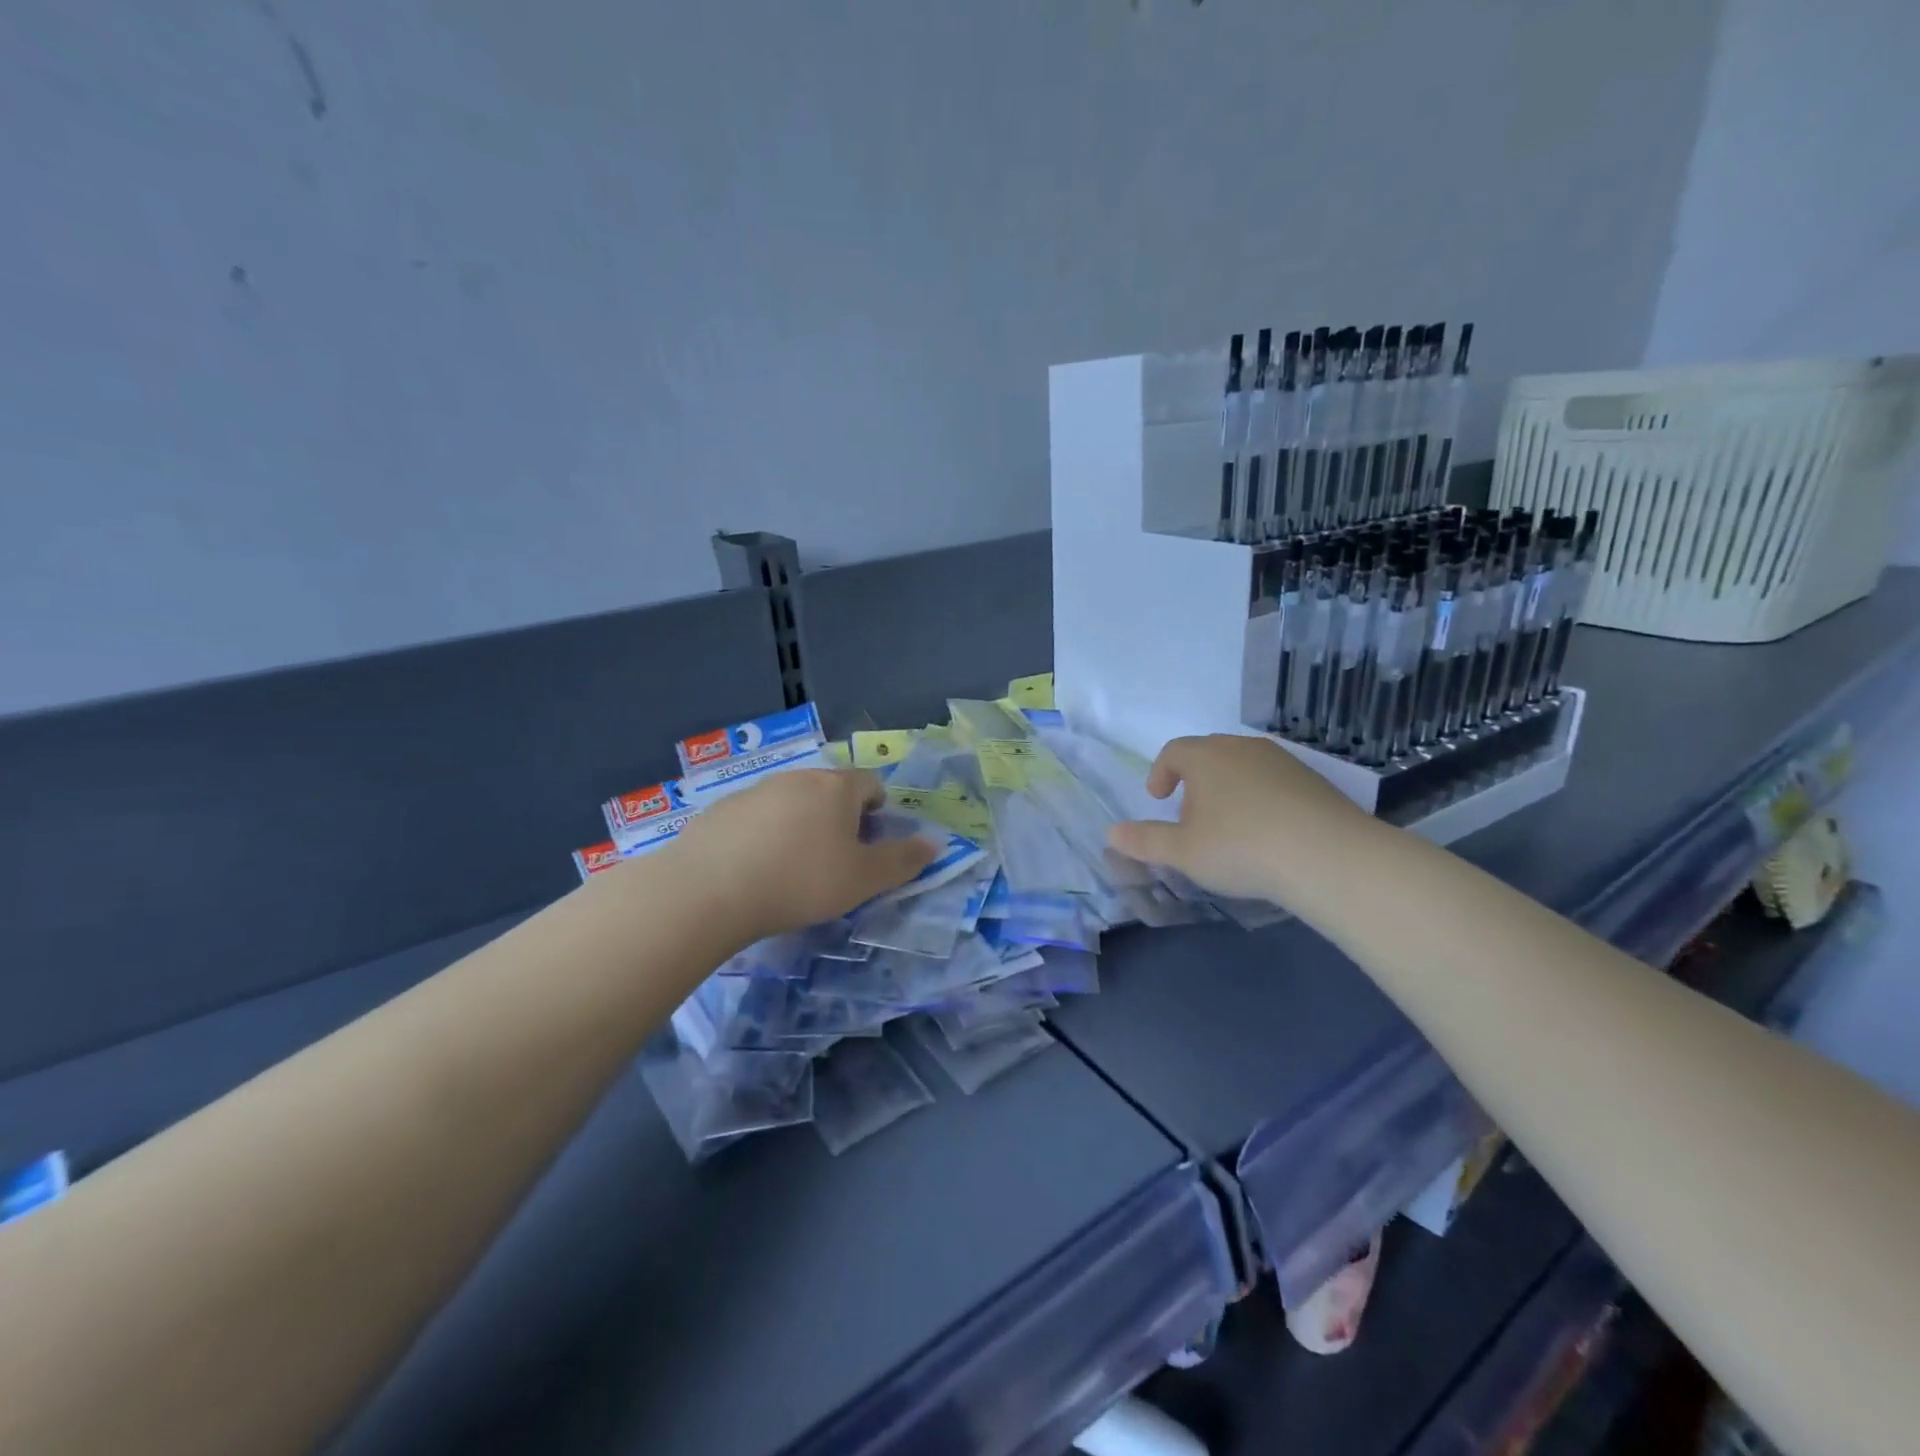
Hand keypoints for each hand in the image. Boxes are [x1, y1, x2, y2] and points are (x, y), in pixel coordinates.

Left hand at [668, 768, 935, 941]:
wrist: (708, 890)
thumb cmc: (800, 881)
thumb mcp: (862, 879)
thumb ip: (902, 860)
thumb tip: (935, 843)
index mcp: (837, 788)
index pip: (871, 783)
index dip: (878, 811)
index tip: (869, 844)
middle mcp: (798, 778)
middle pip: (830, 790)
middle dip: (839, 818)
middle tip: (835, 861)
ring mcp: (755, 791)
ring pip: (791, 802)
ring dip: (801, 826)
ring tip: (791, 869)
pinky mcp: (720, 810)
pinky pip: (756, 817)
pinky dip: (763, 836)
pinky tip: (753, 870)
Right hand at [1106, 734, 1374, 905]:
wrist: (1328, 856)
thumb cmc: (1241, 848)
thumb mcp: (1183, 852)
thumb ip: (1144, 841)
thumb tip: (1111, 833)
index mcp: (1205, 756)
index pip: (1173, 751)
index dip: (1160, 773)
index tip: (1158, 799)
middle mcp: (1242, 748)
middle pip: (1208, 753)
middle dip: (1193, 779)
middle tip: (1190, 814)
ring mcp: (1282, 760)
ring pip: (1242, 765)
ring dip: (1227, 787)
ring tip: (1228, 824)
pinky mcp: (1313, 779)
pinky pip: (1273, 780)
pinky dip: (1260, 797)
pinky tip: (1267, 830)